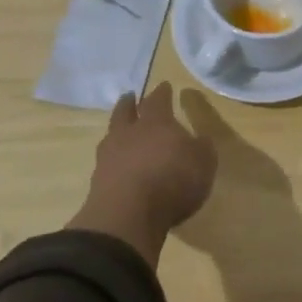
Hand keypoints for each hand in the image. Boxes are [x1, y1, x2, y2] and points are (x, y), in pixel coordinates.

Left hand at [68, 83, 217, 265]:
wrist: (127, 215)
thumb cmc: (172, 181)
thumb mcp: (203, 163)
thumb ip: (202, 148)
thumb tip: (199, 139)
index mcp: (156, 122)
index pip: (158, 100)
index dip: (162, 92)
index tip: (164, 85)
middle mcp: (129, 133)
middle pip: (125, 111)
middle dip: (129, 103)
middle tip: (130, 97)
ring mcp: (109, 156)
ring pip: (112, 134)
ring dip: (117, 130)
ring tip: (121, 131)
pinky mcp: (98, 181)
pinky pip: (107, 162)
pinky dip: (113, 160)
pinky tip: (118, 165)